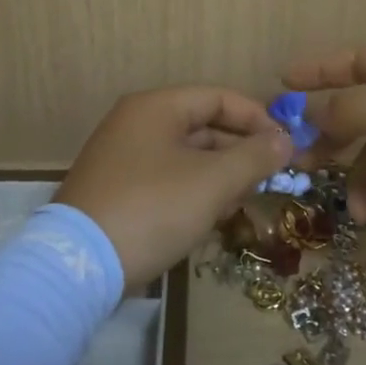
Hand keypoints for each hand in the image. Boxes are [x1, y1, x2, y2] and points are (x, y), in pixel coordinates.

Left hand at [55, 87, 293, 288]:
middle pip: (202, 126)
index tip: (286, 146)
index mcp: (156, 107)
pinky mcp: (116, 190)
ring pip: (186, 156)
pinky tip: (212, 217)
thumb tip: (285, 140)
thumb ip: (254, 157)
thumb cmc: (153, 208)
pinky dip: (193, 191)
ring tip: (245, 200)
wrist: (79, 266)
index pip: (218, 97)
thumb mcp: (212, 182)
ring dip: (220, 175)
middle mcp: (135, 123)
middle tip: (271, 178)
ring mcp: (122, 157)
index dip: (257, 118)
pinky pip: (166, 179)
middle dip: (240, 151)